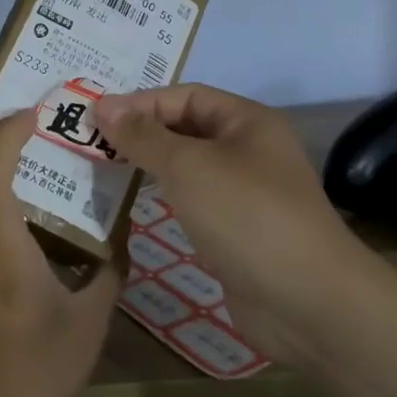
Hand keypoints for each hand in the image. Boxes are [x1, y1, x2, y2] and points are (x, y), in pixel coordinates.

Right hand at [93, 85, 369, 361]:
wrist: (305, 300)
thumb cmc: (245, 216)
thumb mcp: (188, 166)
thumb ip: (144, 136)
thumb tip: (104, 107)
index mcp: (247, 122)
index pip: (186, 96)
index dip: (140, 102)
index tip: (93, 118)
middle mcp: (249, 150)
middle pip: (186, 129)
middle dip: (141, 133)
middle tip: (90, 142)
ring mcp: (245, 193)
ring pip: (188, 167)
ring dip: (148, 165)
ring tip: (102, 169)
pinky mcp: (236, 231)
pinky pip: (193, 201)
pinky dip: (163, 197)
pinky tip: (134, 204)